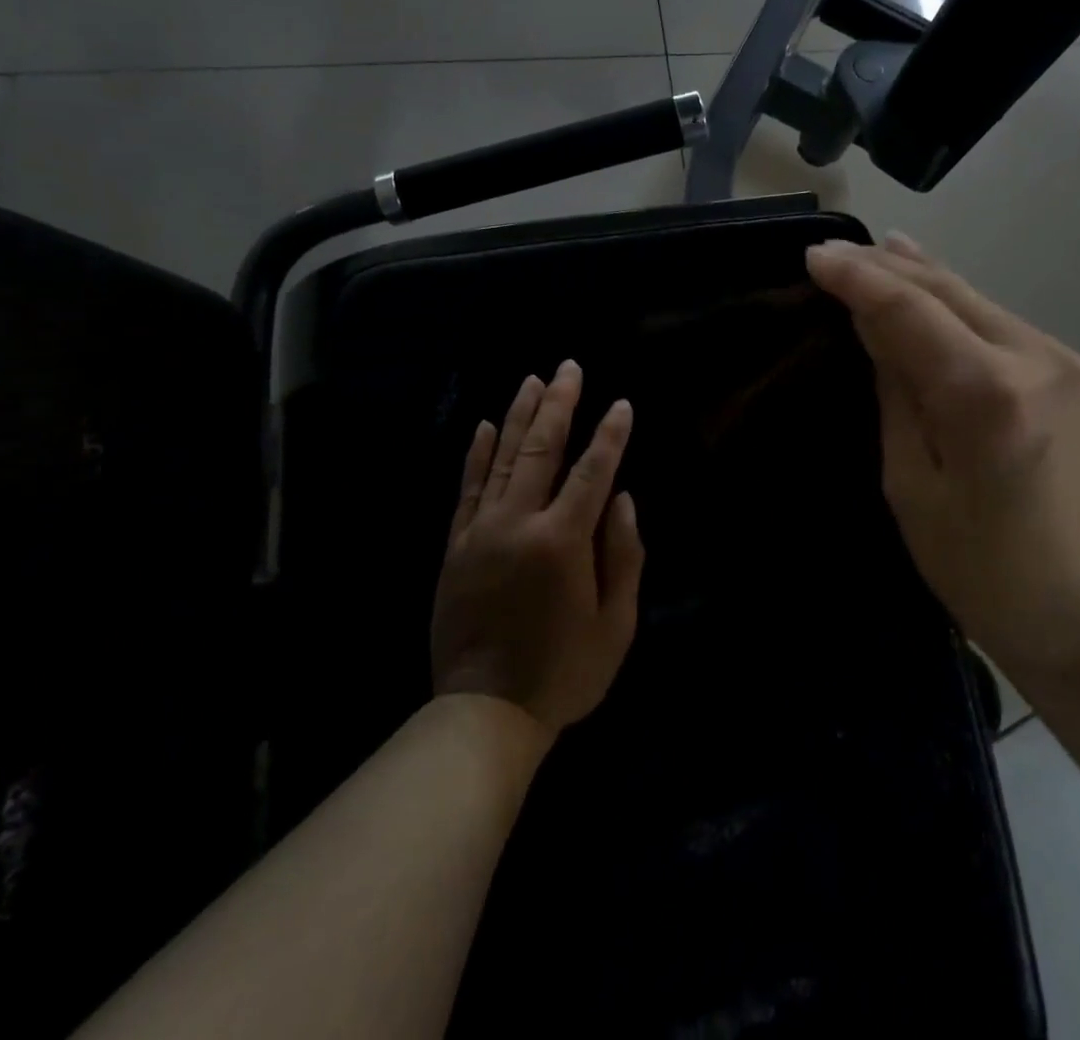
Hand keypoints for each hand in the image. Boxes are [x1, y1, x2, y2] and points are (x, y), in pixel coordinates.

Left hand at [431, 361, 645, 737]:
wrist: (484, 712)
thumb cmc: (563, 672)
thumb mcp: (616, 624)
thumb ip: (624, 555)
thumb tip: (621, 499)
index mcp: (563, 541)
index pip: (593, 471)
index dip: (610, 435)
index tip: (620, 404)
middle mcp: (519, 523)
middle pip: (542, 449)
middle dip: (560, 404)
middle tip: (569, 367)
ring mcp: (481, 531)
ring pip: (502, 458)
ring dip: (520, 415)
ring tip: (533, 380)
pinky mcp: (456, 546)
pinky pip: (467, 488)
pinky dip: (476, 454)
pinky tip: (484, 425)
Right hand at [806, 235, 1079, 685]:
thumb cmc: (984, 572)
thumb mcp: (912, 487)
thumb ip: (896, 394)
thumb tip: (873, 326)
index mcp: (987, 398)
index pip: (909, 311)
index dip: (857, 278)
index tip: (814, 255)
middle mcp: (1038, 361)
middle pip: (949, 290)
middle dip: (888, 265)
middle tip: (837, 251)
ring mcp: (1072, 364)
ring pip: (982, 302)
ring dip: (926, 279)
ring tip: (881, 252)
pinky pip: (1008, 328)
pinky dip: (963, 309)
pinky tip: (938, 298)